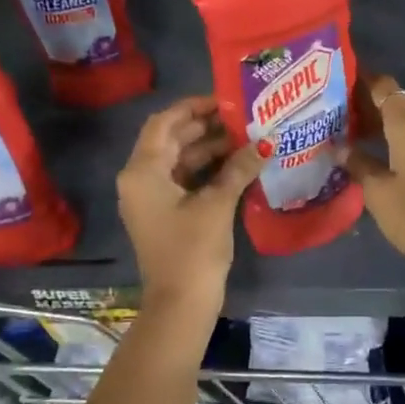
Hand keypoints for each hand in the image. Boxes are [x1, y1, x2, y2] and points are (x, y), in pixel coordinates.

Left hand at [117, 97, 260, 313]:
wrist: (181, 303)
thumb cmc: (193, 249)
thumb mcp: (217, 204)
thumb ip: (238, 168)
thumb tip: (264, 143)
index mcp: (143, 171)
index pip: (164, 123)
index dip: (193, 107)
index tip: (225, 100)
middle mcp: (140, 179)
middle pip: (171, 140)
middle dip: (206, 127)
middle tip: (243, 118)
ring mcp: (151, 198)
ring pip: (180, 161)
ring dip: (209, 149)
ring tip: (246, 139)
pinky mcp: (165, 214)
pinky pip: (184, 180)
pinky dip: (207, 171)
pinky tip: (237, 165)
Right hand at [345, 74, 404, 300]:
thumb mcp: (377, 191)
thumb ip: (357, 163)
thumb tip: (339, 146)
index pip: (386, 88)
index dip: (363, 80)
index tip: (339, 80)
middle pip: (396, 105)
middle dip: (367, 106)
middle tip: (334, 113)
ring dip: (381, 127)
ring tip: (348, 136)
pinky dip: (394, 143)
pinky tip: (374, 156)